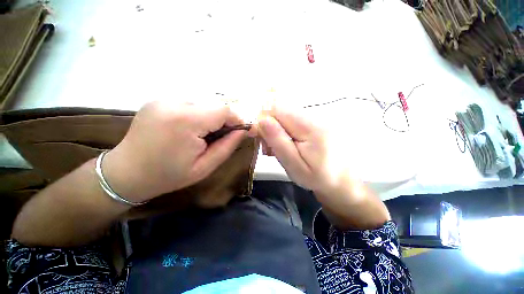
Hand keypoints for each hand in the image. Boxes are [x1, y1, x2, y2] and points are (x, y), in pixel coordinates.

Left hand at [103, 101, 247, 202]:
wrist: (126, 173)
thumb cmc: (169, 175)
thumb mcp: (205, 167)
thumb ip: (227, 146)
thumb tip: (243, 131)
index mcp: (186, 121)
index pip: (223, 110)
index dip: (237, 119)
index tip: (241, 131)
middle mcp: (174, 103)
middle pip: (214, 105)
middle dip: (224, 120)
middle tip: (223, 136)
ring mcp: (163, 99)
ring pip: (203, 103)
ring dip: (210, 117)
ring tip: (205, 134)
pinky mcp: (158, 100)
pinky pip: (189, 104)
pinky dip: (198, 115)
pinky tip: (191, 129)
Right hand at [256, 105, 347, 194]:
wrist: (342, 178)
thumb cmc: (317, 176)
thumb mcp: (294, 165)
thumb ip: (278, 141)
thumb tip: (262, 120)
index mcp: (309, 127)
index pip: (277, 109)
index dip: (264, 121)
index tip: (260, 138)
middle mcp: (314, 116)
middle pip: (280, 110)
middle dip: (269, 127)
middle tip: (269, 148)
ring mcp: (316, 118)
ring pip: (285, 115)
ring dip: (276, 130)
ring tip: (279, 149)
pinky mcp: (315, 122)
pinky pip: (292, 120)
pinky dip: (284, 130)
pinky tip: (287, 144)